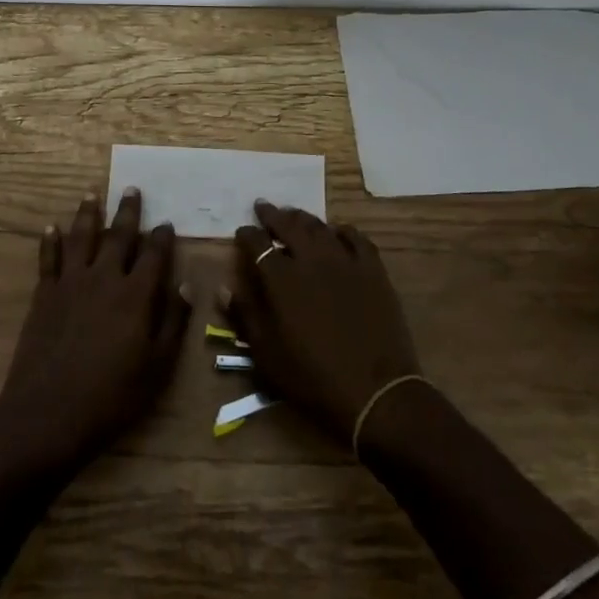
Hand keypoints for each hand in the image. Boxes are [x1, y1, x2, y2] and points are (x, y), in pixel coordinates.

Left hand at [0, 189, 189, 475]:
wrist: (47, 415)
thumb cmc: (110, 398)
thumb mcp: (157, 368)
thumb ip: (173, 323)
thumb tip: (186, 286)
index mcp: (136, 295)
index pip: (154, 254)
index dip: (162, 237)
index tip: (166, 223)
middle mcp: (104, 278)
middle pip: (118, 236)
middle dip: (128, 211)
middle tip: (132, 189)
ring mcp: (70, 283)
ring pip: (81, 237)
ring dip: (88, 213)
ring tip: (91, 193)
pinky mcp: (44, 295)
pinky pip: (48, 259)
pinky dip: (50, 241)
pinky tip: (52, 227)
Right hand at [230, 203, 421, 443]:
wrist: (375, 392)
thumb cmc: (313, 377)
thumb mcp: (268, 356)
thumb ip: (246, 316)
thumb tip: (223, 289)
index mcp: (283, 280)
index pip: (258, 244)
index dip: (247, 235)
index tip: (241, 231)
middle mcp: (312, 260)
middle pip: (289, 226)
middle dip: (273, 215)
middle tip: (263, 207)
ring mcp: (346, 262)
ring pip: (320, 228)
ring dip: (303, 219)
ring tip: (294, 215)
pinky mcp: (373, 270)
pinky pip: (356, 238)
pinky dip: (343, 231)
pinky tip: (338, 232)